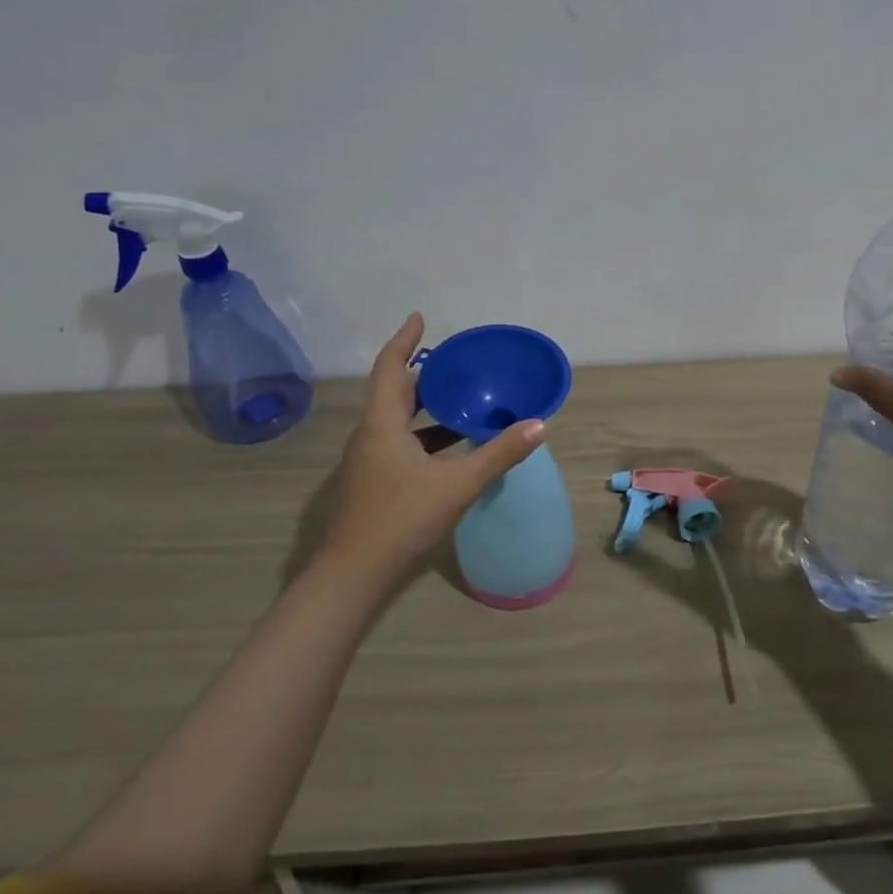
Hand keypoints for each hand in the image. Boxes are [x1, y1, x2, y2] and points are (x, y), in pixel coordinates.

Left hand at [316, 313, 544, 582]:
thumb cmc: (402, 519)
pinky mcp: (373, 481)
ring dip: (424, 407)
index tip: (419, 318)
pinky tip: (450, 448)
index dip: (405, 341)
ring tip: (459, 399)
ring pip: (396, 420)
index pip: (391, 368)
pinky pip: (398, 443)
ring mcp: (367, 460)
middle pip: (393, 392)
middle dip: (421, 373)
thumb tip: (538, 424)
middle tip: (454, 362)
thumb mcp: (458, 484)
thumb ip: (499, 453)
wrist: (354, 575)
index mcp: (382, 424)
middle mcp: (370, 435)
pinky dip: (423, 435)